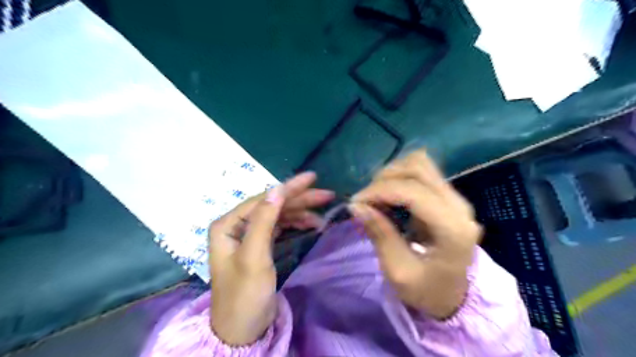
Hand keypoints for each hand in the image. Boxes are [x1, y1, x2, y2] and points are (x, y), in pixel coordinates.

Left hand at [210, 172, 334, 345]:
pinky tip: (311, 224)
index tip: (312, 178)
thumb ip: (264, 221)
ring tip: (322, 213)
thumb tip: (277, 189)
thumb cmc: (245, 294)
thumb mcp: (254, 257)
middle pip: (273, 205)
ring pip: (279, 215)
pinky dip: (296, 224)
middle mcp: (237, 225)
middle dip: (299, 199)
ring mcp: (249, 235)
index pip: (263, 199)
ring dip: (301, 212)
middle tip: (326, 194)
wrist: (243, 330)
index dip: (289, 188)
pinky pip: (280, 227)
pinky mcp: (260, 245)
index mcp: (228, 225)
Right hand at [348, 149, 482, 319]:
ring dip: (392, 175)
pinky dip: (400, 177)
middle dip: (384, 179)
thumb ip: (380, 235)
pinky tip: (390, 196)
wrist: (454, 296)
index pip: (413, 191)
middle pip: (417, 168)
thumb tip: (356, 205)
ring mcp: (456, 198)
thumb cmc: (427, 291)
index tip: (355, 203)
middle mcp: (459, 206)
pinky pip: (421, 171)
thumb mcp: (398, 272)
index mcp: (452, 229)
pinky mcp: (448, 196)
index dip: (379, 191)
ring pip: (420, 163)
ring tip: (378, 197)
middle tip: (366, 201)